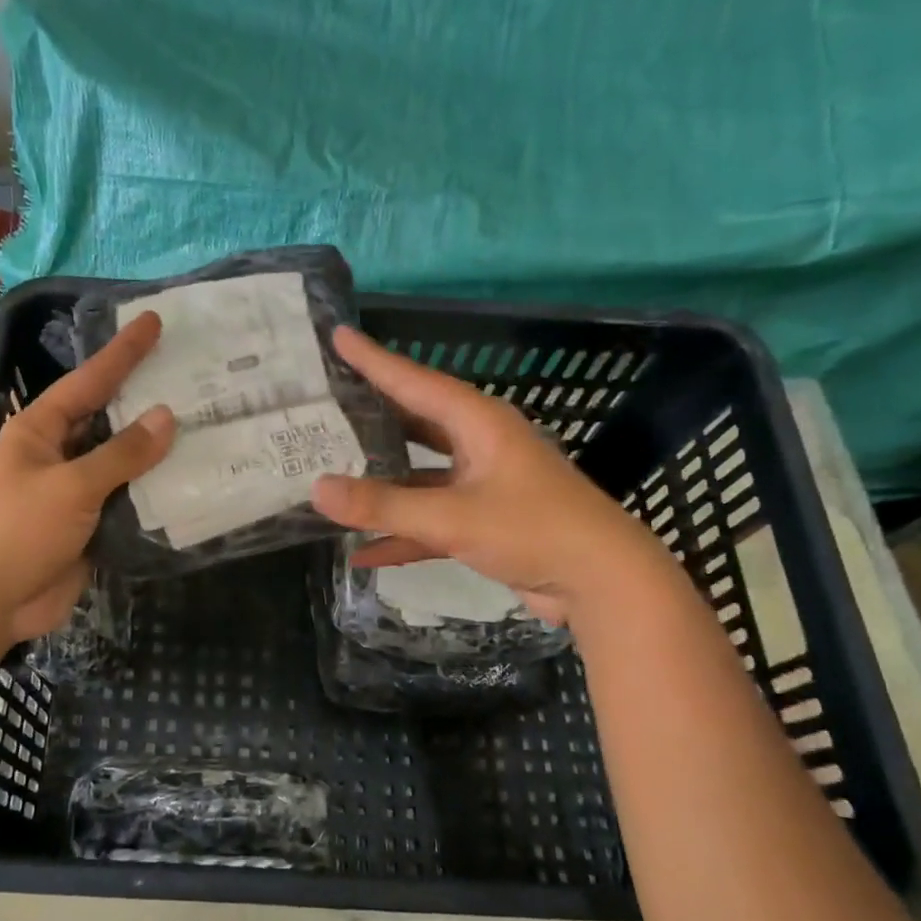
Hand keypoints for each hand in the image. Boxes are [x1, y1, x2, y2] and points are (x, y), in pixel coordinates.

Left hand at [0, 313, 173, 642]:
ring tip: (206, 425)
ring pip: (123, 463)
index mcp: (41, 430)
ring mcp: (75, 492)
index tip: (153, 322)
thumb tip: (166, 416)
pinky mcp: (90, 527)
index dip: (123, 352)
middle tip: (194, 375)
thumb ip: (121, 454)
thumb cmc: (16, 531)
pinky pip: (128, 502)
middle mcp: (58, 454)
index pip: (89, 381)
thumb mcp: (70, 486)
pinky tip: (190, 482)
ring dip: (157, 451)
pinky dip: (154, 493)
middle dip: (146, 399)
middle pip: (109, 419)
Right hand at [310, 326, 671, 626]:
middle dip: (372, 416)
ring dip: (382, 483)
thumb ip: (384, 505)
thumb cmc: (534, 530)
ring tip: (333, 474)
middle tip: (328, 404)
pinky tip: (363, 554)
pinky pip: (431, 521)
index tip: (339, 336)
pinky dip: (402, 534)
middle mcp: (479, 446)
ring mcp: (482, 485)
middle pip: (415, 423)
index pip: (415, 382)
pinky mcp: (484, 523)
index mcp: (479, 424)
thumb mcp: (453, 517)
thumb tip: (318, 489)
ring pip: (419, 476)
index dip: (374, 360)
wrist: (603, 584)